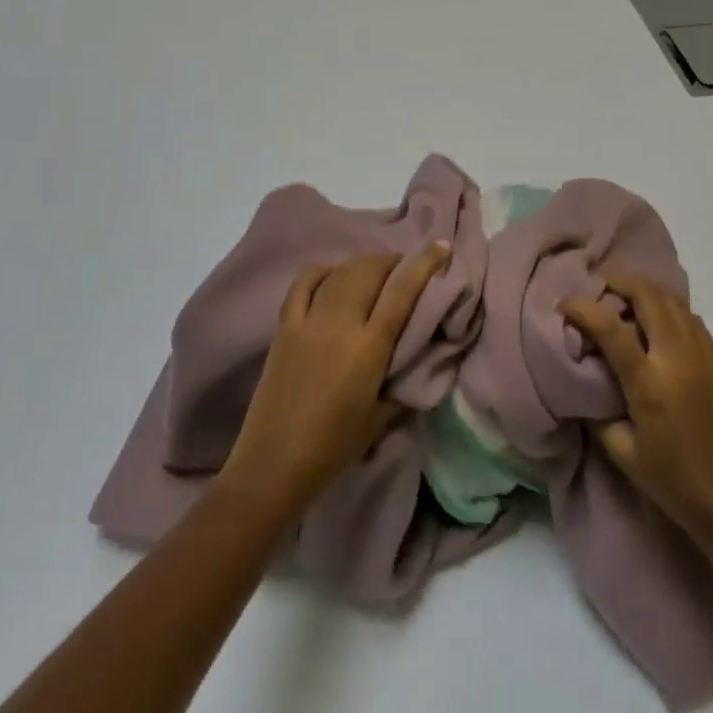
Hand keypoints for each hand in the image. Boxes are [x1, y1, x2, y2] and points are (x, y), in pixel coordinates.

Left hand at [220, 243, 449, 514]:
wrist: (272, 465)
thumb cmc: (334, 449)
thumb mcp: (382, 417)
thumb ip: (402, 379)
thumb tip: (420, 355)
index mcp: (369, 347)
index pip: (402, 290)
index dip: (424, 262)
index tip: (441, 246)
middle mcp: (340, 323)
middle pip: (370, 270)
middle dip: (393, 261)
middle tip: (405, 269)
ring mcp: (308, 320)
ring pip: (342, 270)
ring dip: (364, 264)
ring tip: (375, 272)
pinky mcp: (284, 324)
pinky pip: (305, 281)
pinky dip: (324, 270)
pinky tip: (335, 274)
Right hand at [561, 270, 712, 557]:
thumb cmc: (677, 486)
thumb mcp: (625, 455)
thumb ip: (599, 415)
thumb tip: (585, 385)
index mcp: (649, 383)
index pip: (610, 327)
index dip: (582, 307)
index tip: (563, 303)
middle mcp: (676, 358)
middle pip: (647, 295)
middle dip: (618, 282)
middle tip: (597, 288)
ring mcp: (701, 356)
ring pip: (672, 299)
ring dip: (644, 290)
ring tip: (623, 299)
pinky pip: (689, 317)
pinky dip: (668, 306)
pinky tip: (656, 322)